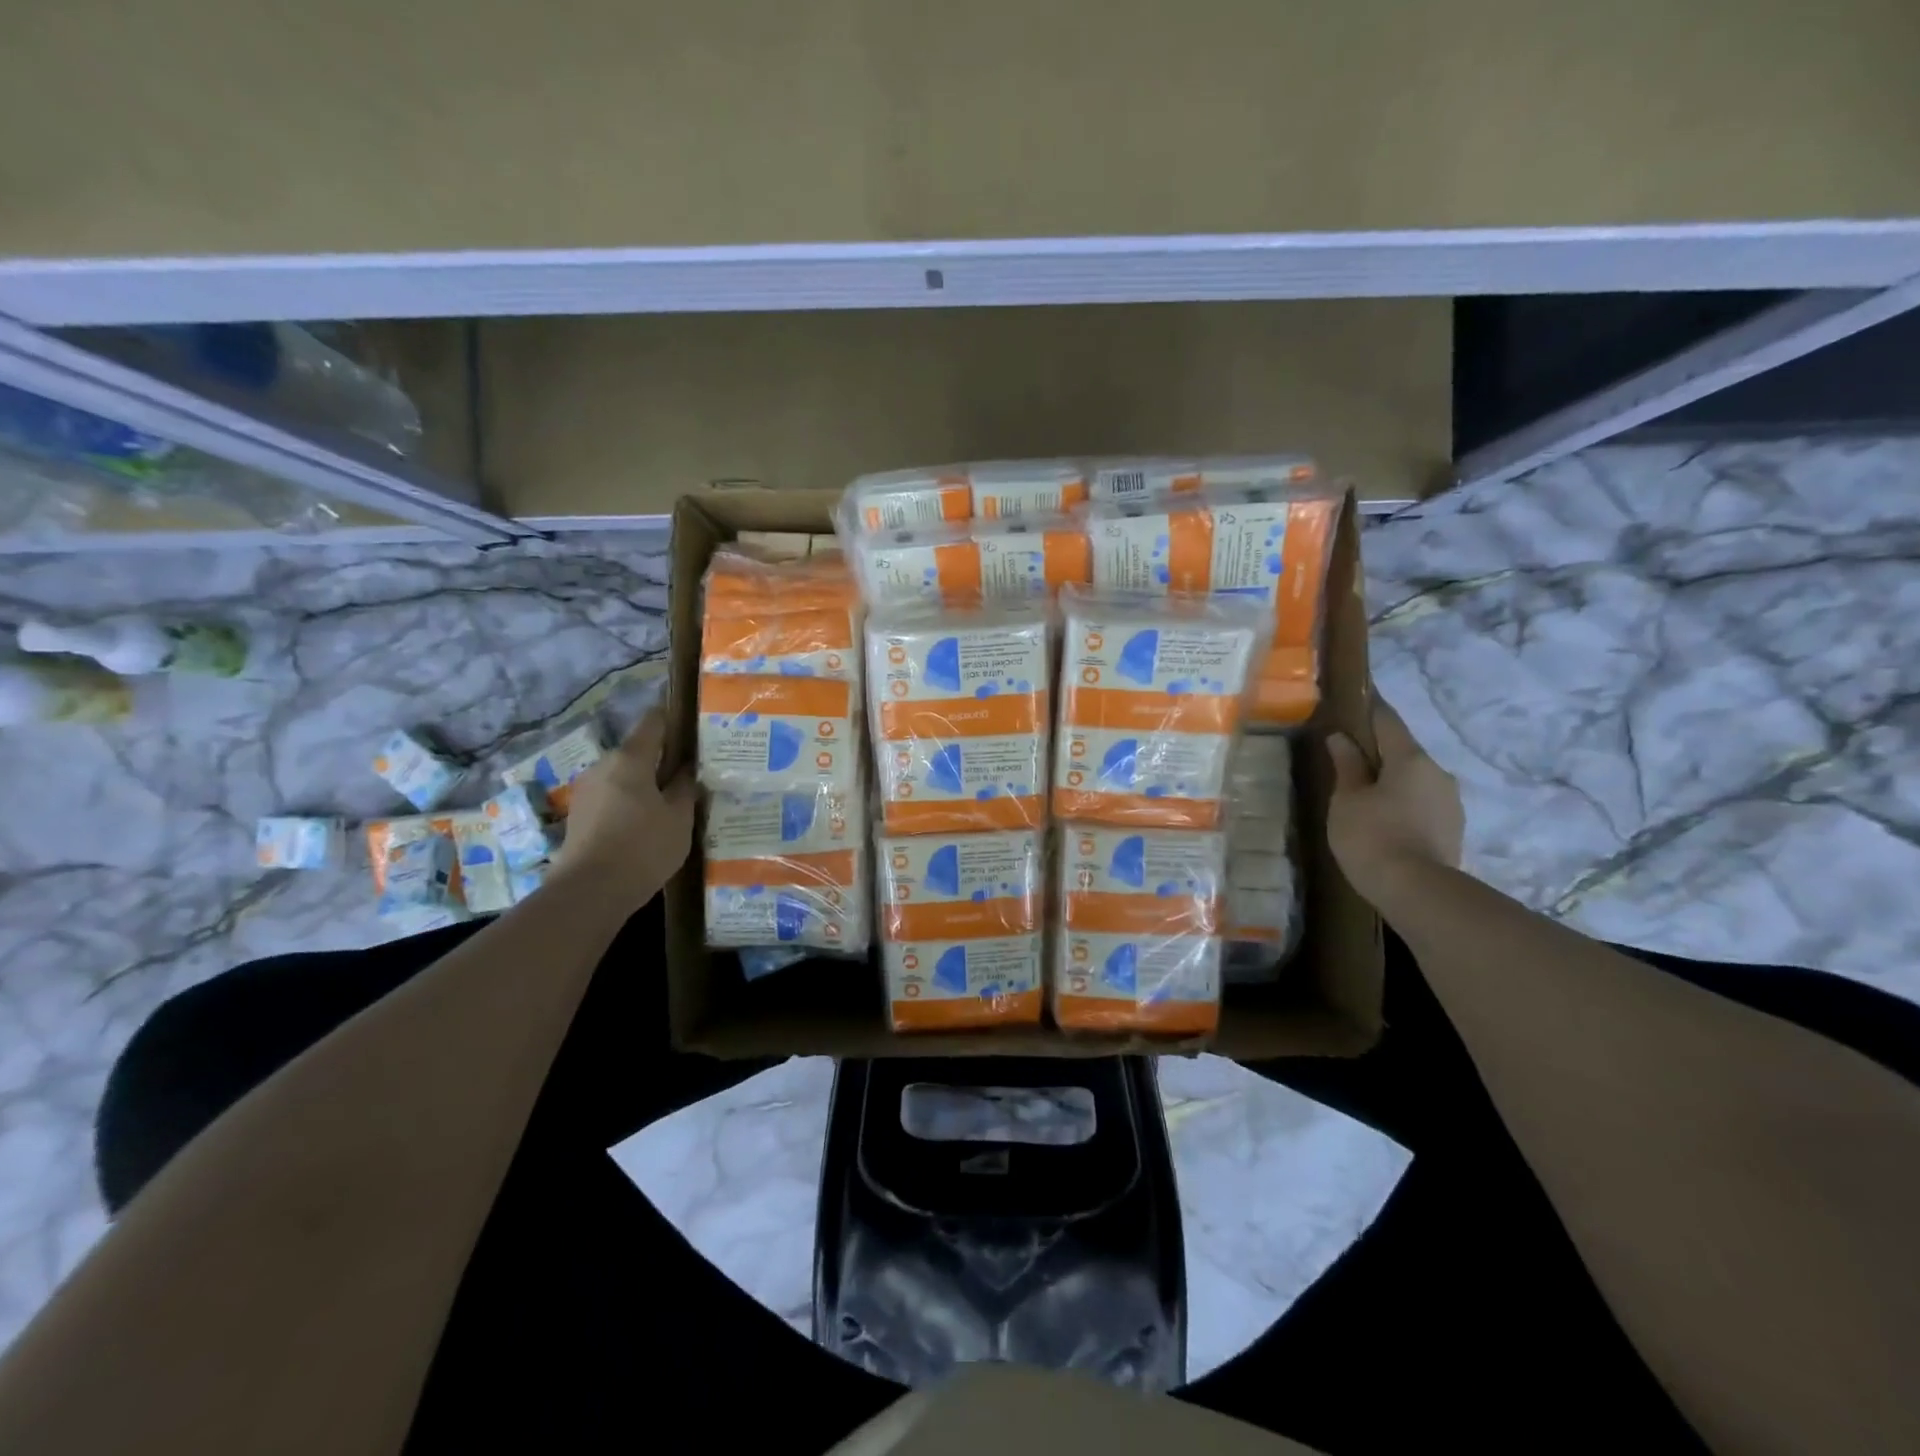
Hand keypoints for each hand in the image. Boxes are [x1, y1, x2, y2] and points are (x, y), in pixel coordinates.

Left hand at [550, 709, 694, 909]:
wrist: (589, 892)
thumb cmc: (643, 847)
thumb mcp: (679, 817)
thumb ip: (686, 788)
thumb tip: (687, 770)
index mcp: (630, 758)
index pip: (654, 721)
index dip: (675, 720)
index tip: (695, 730)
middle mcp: (603, 765)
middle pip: (638, 752)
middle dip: (663, 761)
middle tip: (691, 778)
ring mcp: (587, 790)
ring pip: (625, 777)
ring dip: (646, 785)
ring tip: (672, 806)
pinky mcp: (580, 815)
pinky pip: (613, 797)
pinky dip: (631, 804)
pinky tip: (648, 826)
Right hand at [1326, 694, 1463, 902]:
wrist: (1417, 892)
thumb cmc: (1372, 836)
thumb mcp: (1347, 800)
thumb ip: (1346, 766)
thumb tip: (1341, 738)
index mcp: (1411, 758)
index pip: (1387, 720)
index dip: (1368, 710)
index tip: (1353, 703)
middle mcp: (1438, 772)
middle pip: (1403, 752)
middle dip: (1377, 753)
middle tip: (1347, 760)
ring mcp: (1450, 802)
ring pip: (1414, 779)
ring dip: (1391, 781)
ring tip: (1363, 795)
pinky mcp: (1452, 828)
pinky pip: (1421, 803)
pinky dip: (1402, 803)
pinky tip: (1383, 819)